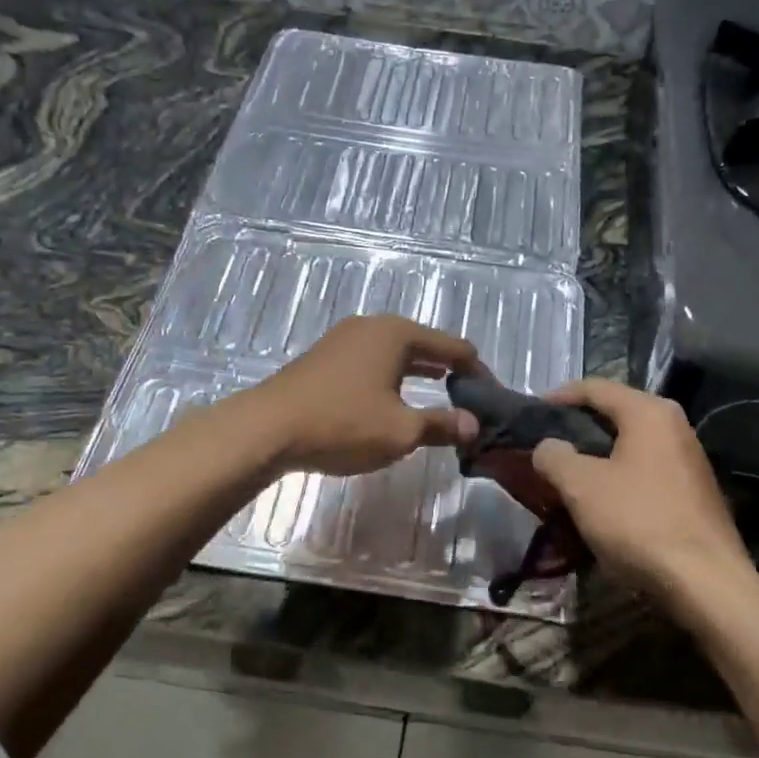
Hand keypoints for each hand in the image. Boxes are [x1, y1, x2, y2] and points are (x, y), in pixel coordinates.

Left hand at [244, 315, 479, 476]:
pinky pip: (373, 360)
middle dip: (448, 369)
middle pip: (424, 344)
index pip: (453, 346)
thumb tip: (472, 426)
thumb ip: (441, 425)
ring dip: (419, 372)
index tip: (490, 394)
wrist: (268, 428)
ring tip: (440, 392)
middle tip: (468, 396)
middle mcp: (373, 326)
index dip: (476, 370)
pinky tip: (393, 396)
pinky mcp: (326, 356)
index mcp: (397, 334)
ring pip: (396, 352)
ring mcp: (345, 338)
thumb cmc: (343, 423)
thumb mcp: (401, 431)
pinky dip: (392, 375)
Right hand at [529, 379, 752, 612]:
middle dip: (578, 427)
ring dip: (598, 455)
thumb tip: (547, 447)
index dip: (559, 396)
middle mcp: (674, 426)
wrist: (707, 584)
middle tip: (547, 444)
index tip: (533, 412)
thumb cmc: (639, 522)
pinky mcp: (694, 492)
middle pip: (615, 413)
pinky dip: (619, 477)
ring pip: (631, 445)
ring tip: (568, 474)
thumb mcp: (581, 486)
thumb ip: (554, 457)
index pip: (595, 388)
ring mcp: (689, 459)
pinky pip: (646, 470)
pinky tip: (602, 501)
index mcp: (648, 412)